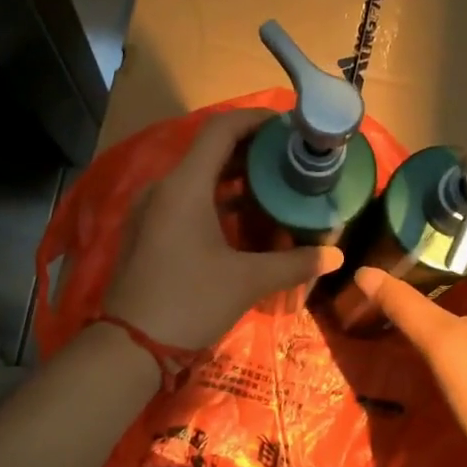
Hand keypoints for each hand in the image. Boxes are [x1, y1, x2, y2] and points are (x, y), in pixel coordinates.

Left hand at [102, 109, 342, 349]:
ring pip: (197, 178)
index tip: (289, 126)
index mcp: (185, 186)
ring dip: (234, 178)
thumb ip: (295, 263)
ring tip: (274, 186)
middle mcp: (163, 188)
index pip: (221, 130)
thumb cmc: (190, 302)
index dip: (256, 120)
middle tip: (291, 159)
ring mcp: (151, 210)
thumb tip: (336, 256)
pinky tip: (243, 219)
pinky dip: (216, 200)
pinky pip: (185, 201)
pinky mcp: (147, 232)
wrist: (131, 346)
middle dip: (251, 151)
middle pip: (210, 152)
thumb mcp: (247, 281)